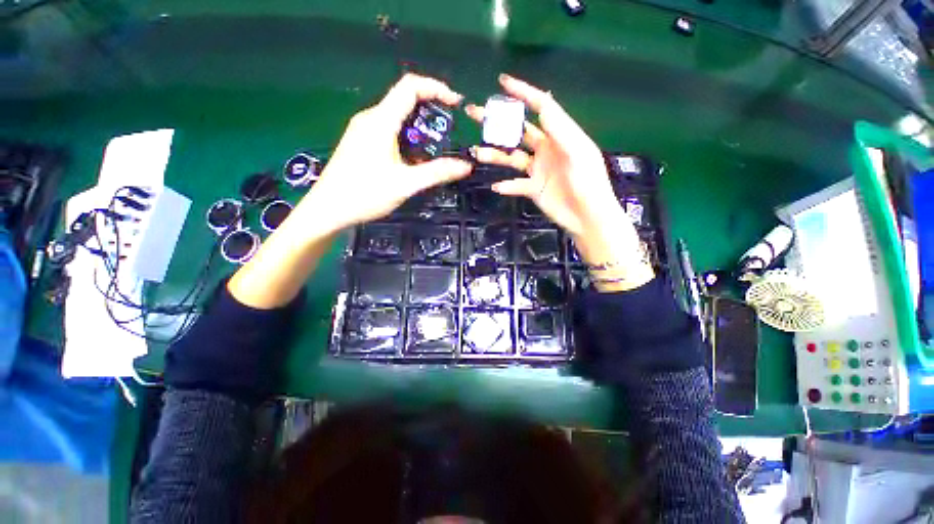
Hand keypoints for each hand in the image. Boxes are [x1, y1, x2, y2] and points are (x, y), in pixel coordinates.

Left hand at [299, 73, 472, 232]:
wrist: (329, 209)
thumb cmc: (365, 194)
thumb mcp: (406, 184)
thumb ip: (437, 172)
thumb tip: (466, 166)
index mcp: (380, 121)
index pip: (410, 86)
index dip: (436, 88)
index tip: (456, 104)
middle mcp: (371, 118)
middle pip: (405, 100)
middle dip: (431, 111)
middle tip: (450, 133)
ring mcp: (364, 130)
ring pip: (397, 117)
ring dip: (420, 128)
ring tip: (436, 149)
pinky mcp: (361, 142)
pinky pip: (389, 130)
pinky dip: (407, 138)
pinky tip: (414, 159)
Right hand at [466, 74, 652, 290]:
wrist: (588, 217)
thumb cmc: (589, 183)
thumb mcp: (578, 153)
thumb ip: (560, 130)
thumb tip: (543, 103)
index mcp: (560, 135)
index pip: (541, 107)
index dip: (523, 93)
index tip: (503, 82)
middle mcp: (546, 149)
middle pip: (518, 131)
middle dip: (498, 122)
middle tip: (476, 114)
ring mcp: (538, 169)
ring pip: (512, 158)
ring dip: (496, 155)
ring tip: (478, 153)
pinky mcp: (534, 188)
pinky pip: (516, 184)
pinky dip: (507, 185)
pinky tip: (497, 186)